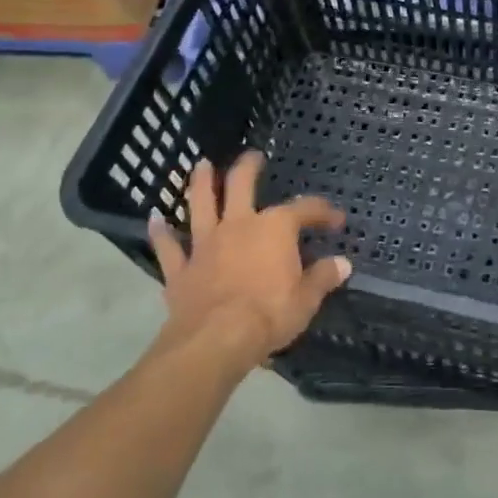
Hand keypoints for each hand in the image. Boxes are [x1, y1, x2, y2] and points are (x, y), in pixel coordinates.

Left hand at [145, 151, 350, 370]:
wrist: (215, 341)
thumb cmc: (269, 315)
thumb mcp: (306, 299)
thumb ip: (323, 277)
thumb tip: (342, 264)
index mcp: (276, 228)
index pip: (305, 209)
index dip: (323, 212)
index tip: (336, 220)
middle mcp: (239, 225)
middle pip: (241, 185)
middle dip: (248, 167)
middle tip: (253, 156)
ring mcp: (206, 245)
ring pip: (201, 204)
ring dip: (201, 183)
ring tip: (201, 165)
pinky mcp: (181, 269)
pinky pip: (168, 247)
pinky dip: (161, 233)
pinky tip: (155, 220)